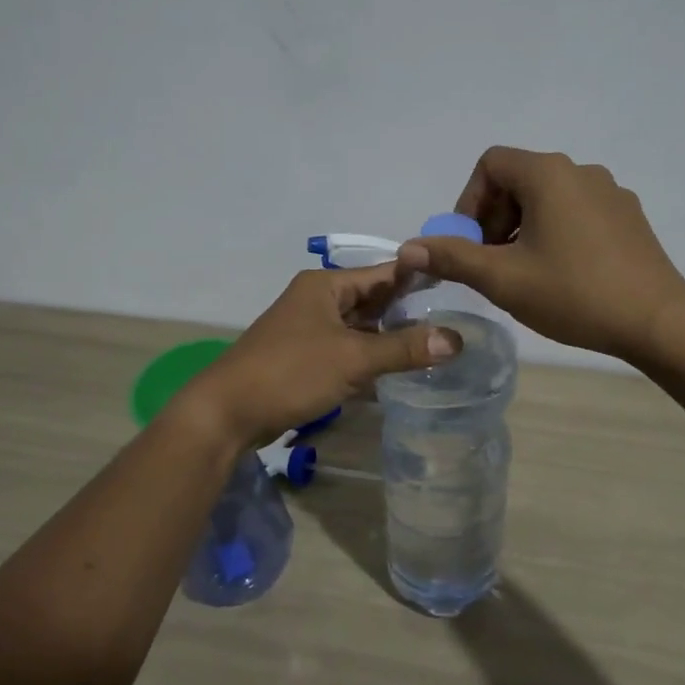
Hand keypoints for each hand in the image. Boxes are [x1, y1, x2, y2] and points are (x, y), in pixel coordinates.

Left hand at [180, 264, 460, 445]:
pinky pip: (346, 350)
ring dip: (389, 337)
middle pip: (372, 300)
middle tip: (454, 318)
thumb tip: (457, 339)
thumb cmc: (291, 372)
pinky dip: (368, 357)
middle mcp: (317, 300)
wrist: (228, 412)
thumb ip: (405, 348)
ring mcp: (308, 329)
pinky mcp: (303, 358)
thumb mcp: (353, 358)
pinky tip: (396, 370)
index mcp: (325, 286)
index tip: (456, 284)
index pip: (382, 273)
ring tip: (434, 344)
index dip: (417, 278)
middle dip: (407, 311)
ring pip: (359, 327)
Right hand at [396, 147, 684, 361]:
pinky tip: (562, 274)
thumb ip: (452, 257)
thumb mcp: (503, 278)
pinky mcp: (629, 217)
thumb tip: (409, 247)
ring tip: (524, 273)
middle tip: (491, 262)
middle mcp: (581, 171)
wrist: (658, 322)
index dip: (469, 202)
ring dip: (523, 227)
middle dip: (494, 217)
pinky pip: (578, 212)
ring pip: (549, 198)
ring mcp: (611, 193)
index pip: (491, 164)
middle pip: (519, 179)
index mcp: (548, 174)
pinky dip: (555, 232)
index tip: (470, 243)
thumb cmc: (574, 293)